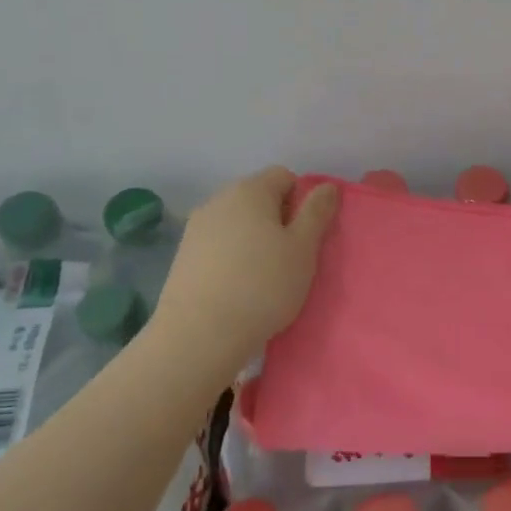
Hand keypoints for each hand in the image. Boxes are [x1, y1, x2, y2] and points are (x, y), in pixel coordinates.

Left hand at [156, 167, 338, 357]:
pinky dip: (234, 257)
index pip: (284, 177)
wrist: (200, 334)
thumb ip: (317, 212)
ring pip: (238, 223)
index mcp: (250, 190)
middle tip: (292, 258)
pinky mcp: (183, 255)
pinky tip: (240, 287)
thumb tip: (327, 186)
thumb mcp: (303, 249)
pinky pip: (219, 244)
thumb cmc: (263, 285)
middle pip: (259, 198)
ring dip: (255, 240)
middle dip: (279, 220)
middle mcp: (219, 199)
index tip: (307, 235)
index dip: (302, 201)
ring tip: (265, 277)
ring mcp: (196, 227)